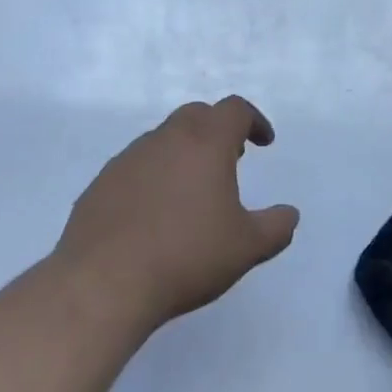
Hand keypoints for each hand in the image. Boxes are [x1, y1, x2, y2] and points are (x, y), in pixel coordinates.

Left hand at [53, 96, 299, 335]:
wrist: (104, 282)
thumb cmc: (186, 256)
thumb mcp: (246, 247)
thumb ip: (275, 227)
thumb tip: (290, 214)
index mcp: (206, 142)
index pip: (235, 109)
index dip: (254, 120)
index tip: (263, 142)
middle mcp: (167, 138)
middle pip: (197, 115)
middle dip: (218, 130)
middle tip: (230, 160)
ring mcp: (129, 157)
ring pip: (163, 139)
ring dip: (183, 152)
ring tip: (192, 191)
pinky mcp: (101, 182)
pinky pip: (135, 166)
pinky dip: (153, 176)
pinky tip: (154, 213)